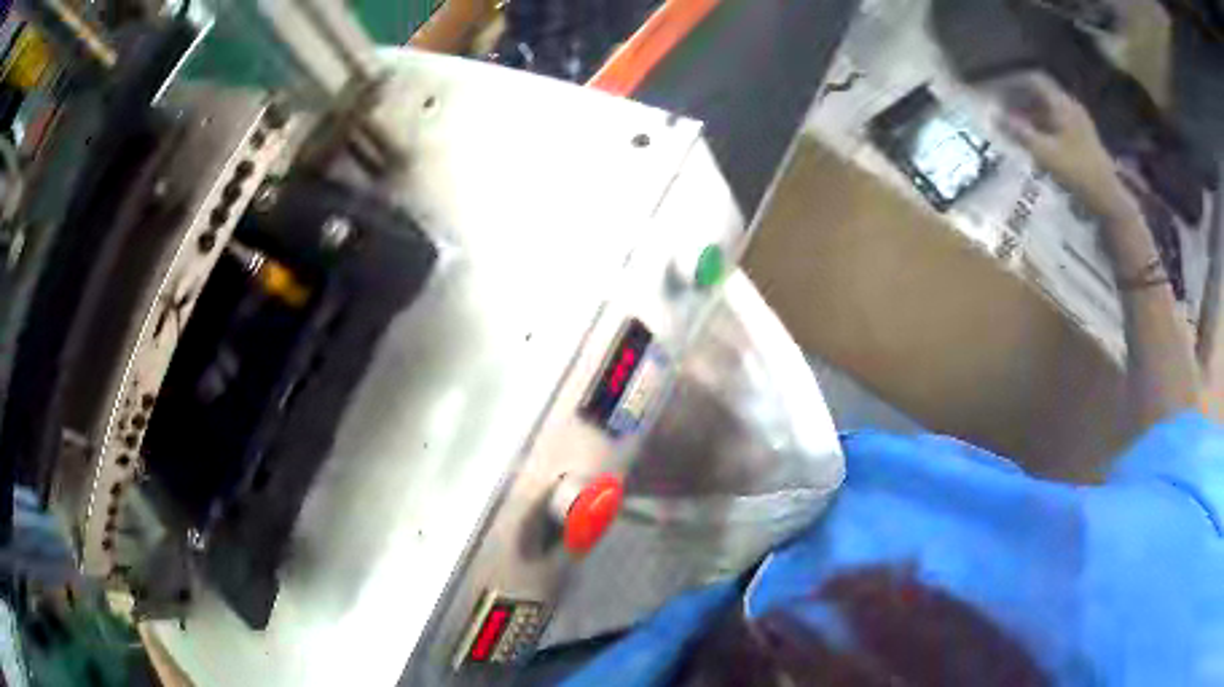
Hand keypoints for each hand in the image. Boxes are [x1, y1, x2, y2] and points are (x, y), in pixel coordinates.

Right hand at [997, 72, 1134, 220]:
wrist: (1109, 198)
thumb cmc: (1078, 172)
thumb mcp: (1046, 153)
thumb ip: (1020, 133)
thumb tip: (994, 116)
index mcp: (1062, 104)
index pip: (1034, 79)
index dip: (1014, 80)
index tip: (997, 87)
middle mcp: (1070, 107)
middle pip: (1042, 93)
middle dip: (1021, 98)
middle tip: (1003, 106)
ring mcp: (1078, 123)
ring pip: (1050, 109)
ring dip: (1032, 113)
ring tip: (1016, 123)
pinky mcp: (1082, 138)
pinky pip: (1058, 122)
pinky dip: (1043, 125)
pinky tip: (1035, 138)